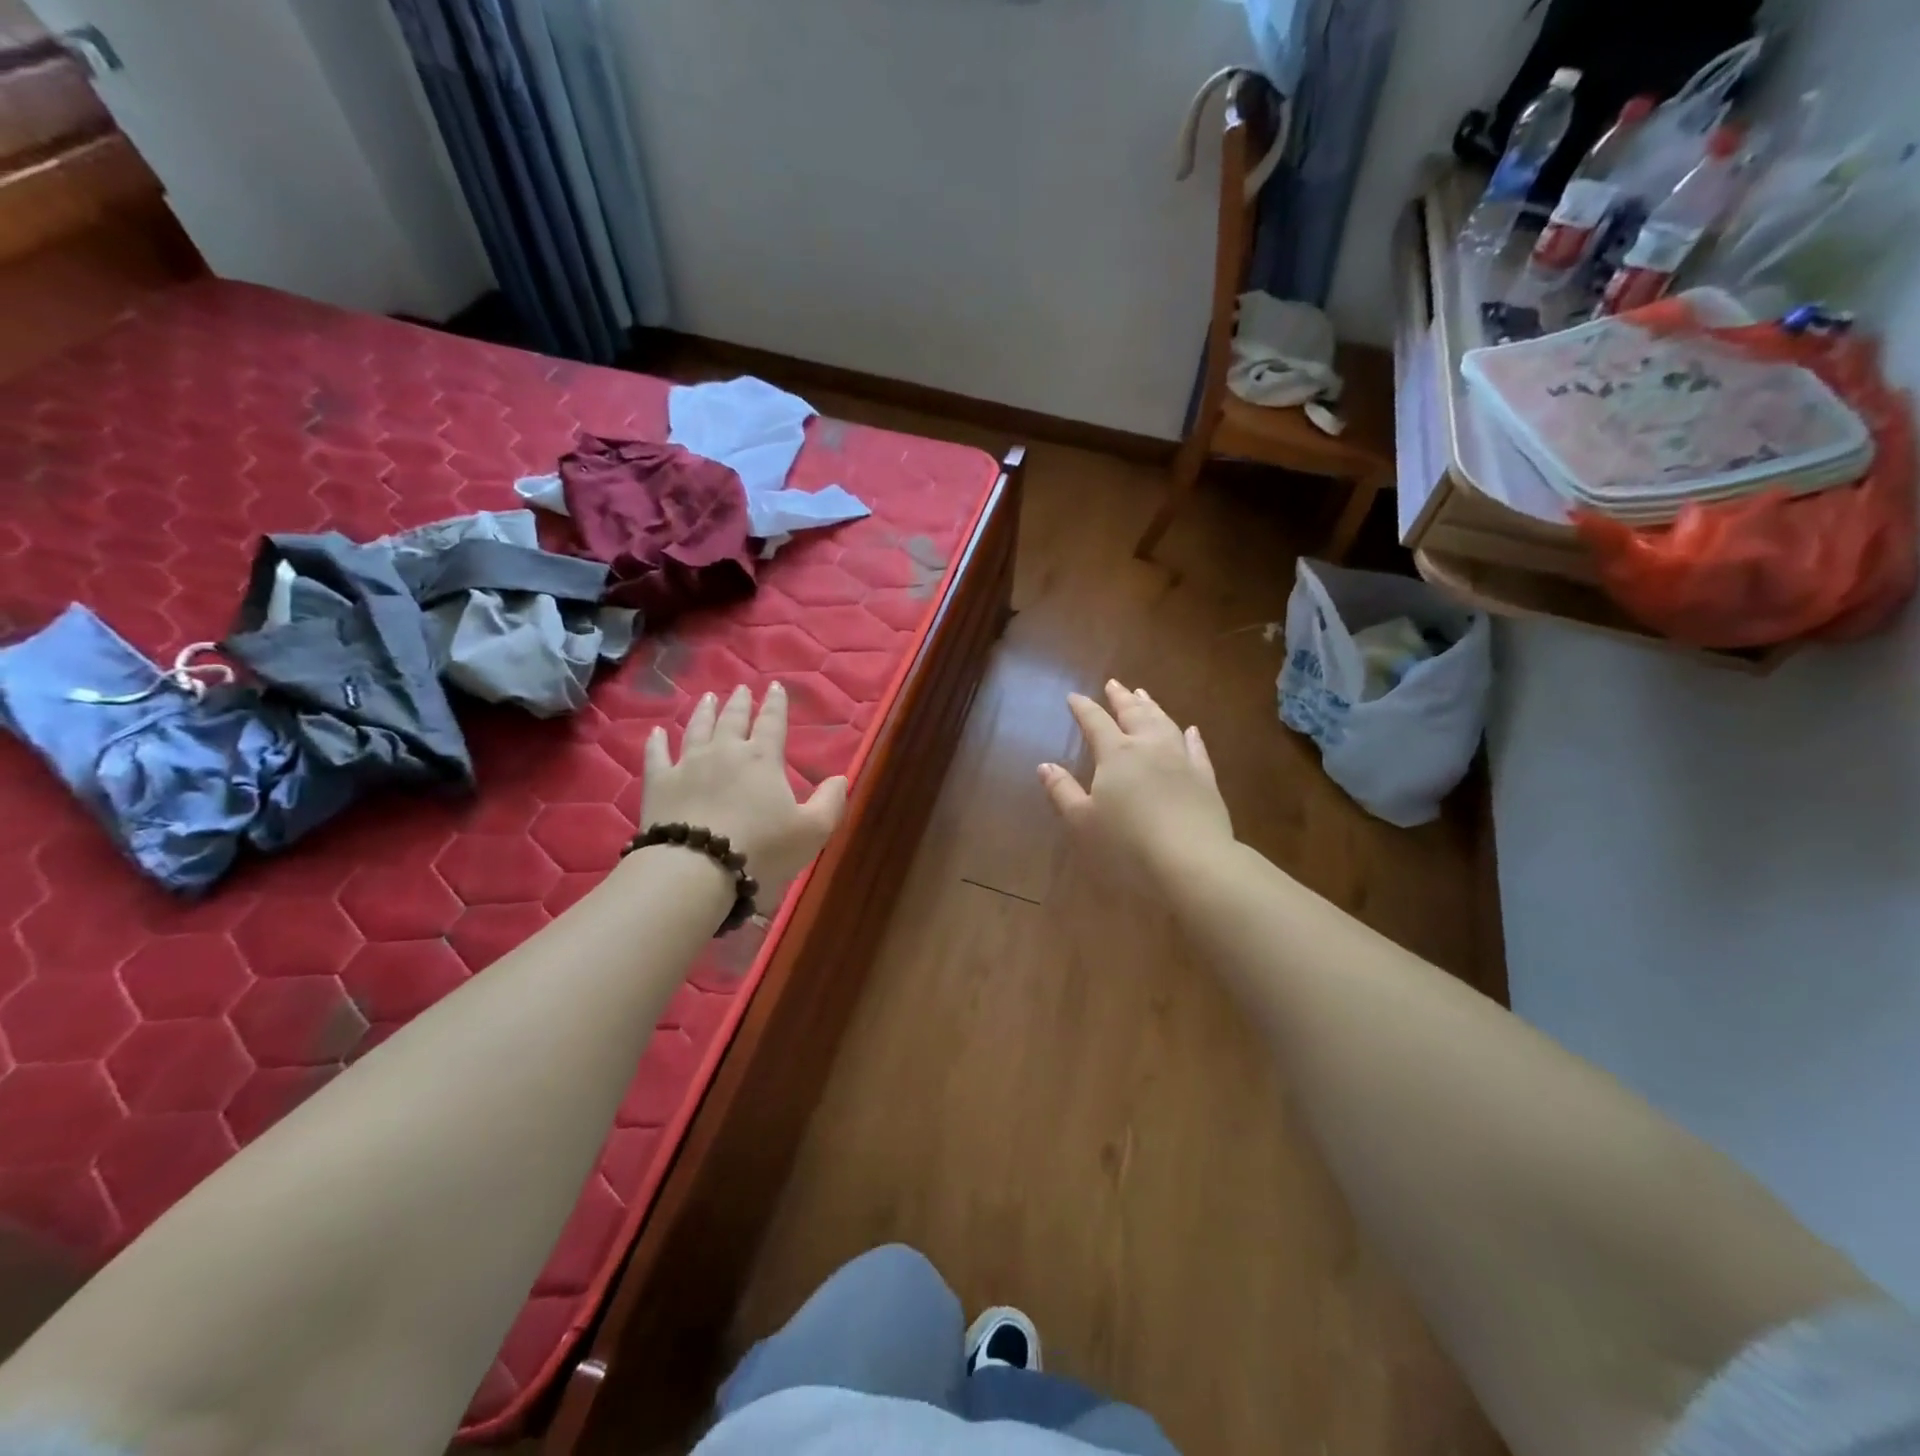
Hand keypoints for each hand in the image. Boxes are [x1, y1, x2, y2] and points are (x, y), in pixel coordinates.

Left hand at [642, 683, 848, 898]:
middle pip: (733, 719)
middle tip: (742, 689)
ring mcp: (687, 765)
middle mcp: (724, 751)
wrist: (695, 870)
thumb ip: (830, 802)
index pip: (772, 722)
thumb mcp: (812, 831)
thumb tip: (840, 778)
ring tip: (708, 698)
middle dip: (740, 702)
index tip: (776, 686)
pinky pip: (656, 755)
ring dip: (704, 712)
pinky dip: (657, 742)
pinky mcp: (658, 784)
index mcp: (762, 758)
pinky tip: (657, 733)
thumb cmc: (762, 850)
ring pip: (697, 729)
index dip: (776, 704)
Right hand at [1039, 680, 1234, 887]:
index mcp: (1116, 754)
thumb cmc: (1127, 844)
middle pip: (1134, 714)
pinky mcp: (1206, 779)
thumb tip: (1045, 765)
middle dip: (1121, 698)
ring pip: (1165, 723)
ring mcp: (1182, 760)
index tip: (1074, 697)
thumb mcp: (1082, 821)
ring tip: (1144, 695)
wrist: (1191, 861)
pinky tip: (1191, 730)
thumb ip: (1062, 791)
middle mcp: (1150, 747)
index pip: (1095, 722)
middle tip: (1113, 684)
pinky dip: (1191, 736)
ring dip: (1152, 707)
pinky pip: (1197, 749)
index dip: (1083, 708)